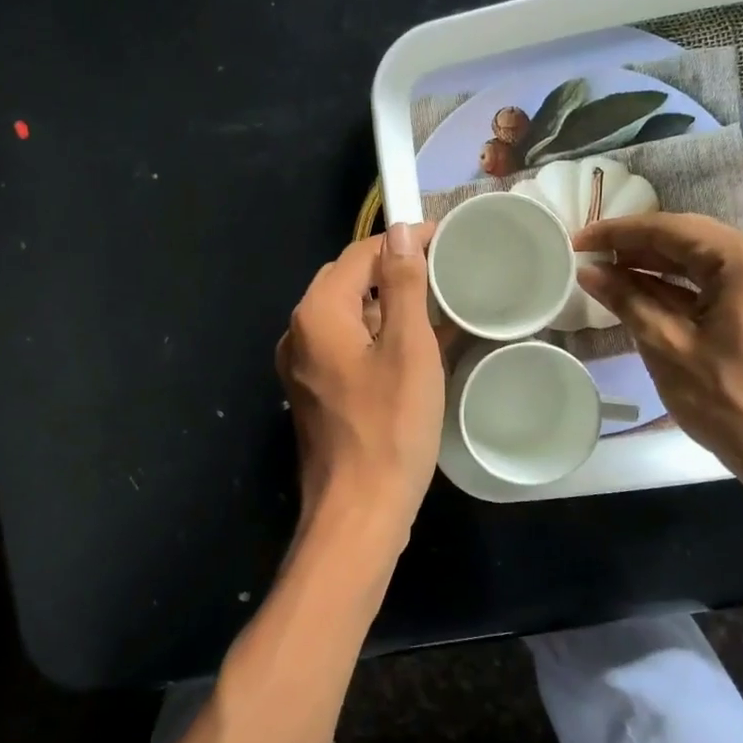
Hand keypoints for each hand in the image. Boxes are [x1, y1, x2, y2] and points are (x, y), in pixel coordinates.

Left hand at [276, 222, 442, 553]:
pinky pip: (346, 349)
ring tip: (435, 306)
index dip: (401, 242)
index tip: (443, 240)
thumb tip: (401, 231)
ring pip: (348, 317)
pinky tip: (413, 349)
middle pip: (348, 282)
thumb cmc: (390, 427)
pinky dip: (377, 339)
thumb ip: (403, 284)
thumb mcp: (408, 348)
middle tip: (443, 272)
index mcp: (317, 313)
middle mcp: (299, 333)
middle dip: (393, 272)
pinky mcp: (314, 394)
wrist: (359, 511)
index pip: (359, 255)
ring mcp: (303, 366)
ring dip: (387, 307)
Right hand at [574, 213, 742, 483]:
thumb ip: (627, 300)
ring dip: (656, 265)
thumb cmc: (726, 400)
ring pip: (704, 260)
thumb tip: (588, 271)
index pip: (674, 230)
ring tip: (607, 269)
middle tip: (590, 252)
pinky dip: (679, 286)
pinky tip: (641, 291)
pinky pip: (717, 283)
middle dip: (637, 244)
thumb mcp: (666, 347)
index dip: (621, 231)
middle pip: (692, 238)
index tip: (580, 240)